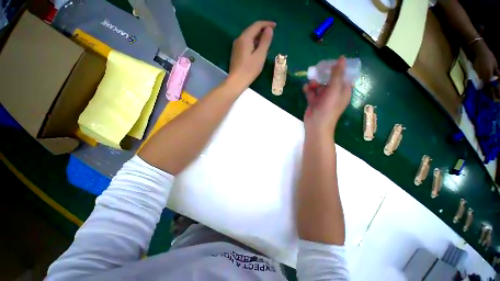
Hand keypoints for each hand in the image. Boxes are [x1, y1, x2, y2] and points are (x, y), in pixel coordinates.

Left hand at [228, 21, 275, 88]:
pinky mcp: (236, 54)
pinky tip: (257, 50)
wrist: (236, 82)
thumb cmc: (249, 70)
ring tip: (266, 43)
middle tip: (271, 35)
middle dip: (262, 31)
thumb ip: (265, 41)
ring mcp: (236, 47)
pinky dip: (253, 44)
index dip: (266, 24)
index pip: (256, 25)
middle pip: (251, 30)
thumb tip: (269, 29)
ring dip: (258, 38)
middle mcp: (239, 39)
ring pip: (248, 38)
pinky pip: (246, 44)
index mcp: (245, 38)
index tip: (275, 26)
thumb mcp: (260, 55)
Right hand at [303, 57, 351, 133]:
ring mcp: (323, 99)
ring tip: (310, 83)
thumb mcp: (334, 89)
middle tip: (317, 70)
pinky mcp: (314, 102)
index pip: (343, 77)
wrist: (316, 125)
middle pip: (330, 80)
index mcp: (343, 91)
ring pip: (319, 86)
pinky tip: (305, 88)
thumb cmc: (328, 108)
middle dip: (323, 76)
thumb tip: (342, 58)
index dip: (338, 69)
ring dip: (314, 83)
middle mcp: (334, 94)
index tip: (331, 63)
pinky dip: (308, 90)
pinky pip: (312, 93)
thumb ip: (337, 74)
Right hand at [471, 40, 498, 81]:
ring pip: (480, 77)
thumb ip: (496, 70)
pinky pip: (478, 73)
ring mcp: (477, 71)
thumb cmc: (489, 57)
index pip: (488, 81)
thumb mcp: (495, 63)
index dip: (490, 82)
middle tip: (488, 78)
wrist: (481, 52)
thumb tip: (498, 75)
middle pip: (484, 80)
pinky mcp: (475, 69)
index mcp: (488, 73)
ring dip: (483, 77)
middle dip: (486, 80)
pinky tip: (481, 70)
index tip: (491, 82)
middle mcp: (482, 74)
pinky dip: (480, 73)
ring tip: (485, 74)